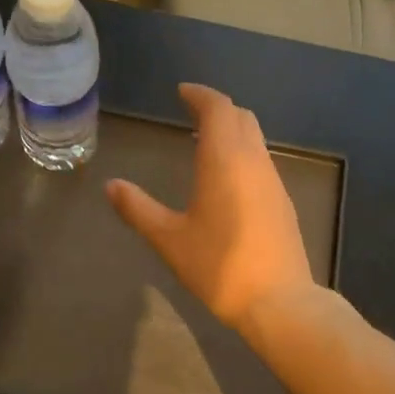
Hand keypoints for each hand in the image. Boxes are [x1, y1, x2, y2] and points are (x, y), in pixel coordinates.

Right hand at [106, 83, 317, 330]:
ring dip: (232, 130)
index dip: (200, 95)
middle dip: (217, 108)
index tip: (182, 91)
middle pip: (240, 117)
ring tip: (204, 141)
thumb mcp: (169, 239)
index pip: (218, 109)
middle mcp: (253, 161)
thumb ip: (138, 209)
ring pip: (255, 138)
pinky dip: (242, 152)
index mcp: (225, 160)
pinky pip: (261, 160)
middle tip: (192, 112)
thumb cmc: (219, 266)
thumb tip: (112, 186)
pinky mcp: (283, 201)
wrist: (279, 302)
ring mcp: (273, 181)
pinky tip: (227, 177)